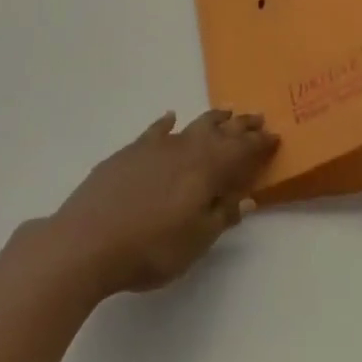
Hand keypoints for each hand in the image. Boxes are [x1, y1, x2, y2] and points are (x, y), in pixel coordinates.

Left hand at [43, 110, 279, 296]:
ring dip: (211, 120)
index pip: (240, 151)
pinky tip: (170, 118)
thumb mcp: (195, 242)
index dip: (258, 145)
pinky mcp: (129, 152)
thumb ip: (221, 216)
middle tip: (257, 118)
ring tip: (226, 113)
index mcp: (206, 170)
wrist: (87, 240)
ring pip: (190, 126)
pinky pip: (156, 130)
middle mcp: (184, 149)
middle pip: (219, 132)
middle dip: (240, 126)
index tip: (274, 137)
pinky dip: (167, 123)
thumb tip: (246, 198)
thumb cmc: (149, 248)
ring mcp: (154, 147)